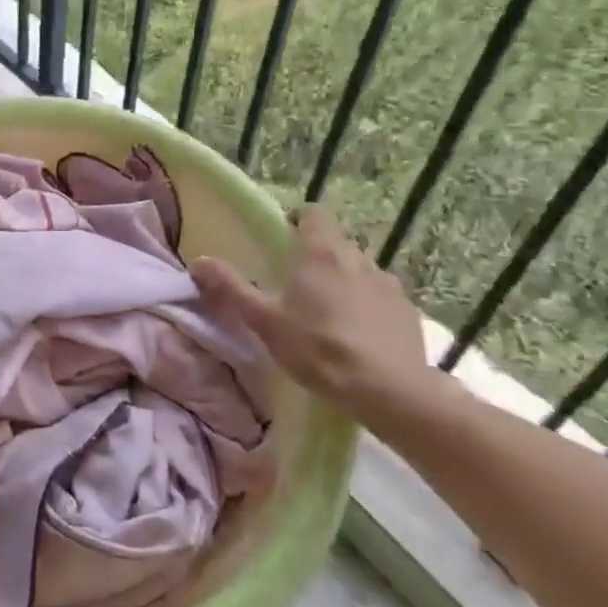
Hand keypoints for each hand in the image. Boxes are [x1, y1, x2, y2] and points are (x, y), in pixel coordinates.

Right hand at [191, 205, 430, 419]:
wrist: (391, 393)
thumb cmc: (320, 349)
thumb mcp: (264, 321)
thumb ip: (231, 288)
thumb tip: (198, 261)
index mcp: (321, 253)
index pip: (314, 213)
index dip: (298, 219)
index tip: (284, 237)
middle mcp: (359, 259)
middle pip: (336, 242)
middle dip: (318, 255)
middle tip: (299, 283)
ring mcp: (389, 285)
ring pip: (361, 270)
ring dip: (345, 280)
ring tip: (330, 312)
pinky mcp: (409, 312)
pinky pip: (383, 297)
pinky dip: (369, 306)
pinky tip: (360, 335)